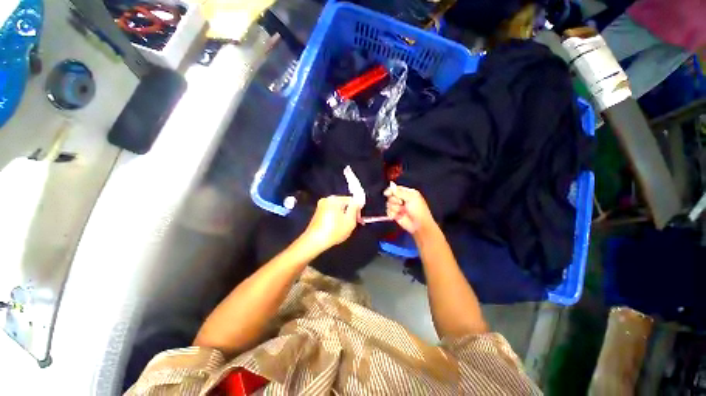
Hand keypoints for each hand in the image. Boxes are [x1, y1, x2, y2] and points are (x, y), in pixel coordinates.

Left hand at [303, 196, 361, 252]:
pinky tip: (337, 228)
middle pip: (344, 204)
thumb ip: (355, 208)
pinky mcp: (318, 214)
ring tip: (345, 227)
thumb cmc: (334, 230)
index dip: (358, 210)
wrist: (314, 241)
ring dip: (344, 216)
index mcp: (335, 199)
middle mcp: (327, 199)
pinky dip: (336, 218)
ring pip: (338, 209)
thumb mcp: (350, 220)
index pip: (352, 200)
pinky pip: (331, 213)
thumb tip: (358, 201)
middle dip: (350, 213)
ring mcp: (321, 206)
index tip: (359, 220)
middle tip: (354, 224)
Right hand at [384, 183, 434, 234]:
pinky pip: (388, 211)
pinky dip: (392, 213)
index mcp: (407, 193)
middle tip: (401, 203)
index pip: (396, 189)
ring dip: (394, 207)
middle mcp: (402, 199)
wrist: (419, 225)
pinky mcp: (395, 214)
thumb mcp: (411, 198)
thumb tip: (390, 187)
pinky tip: (397, 216)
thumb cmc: (418, 210)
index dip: (391, 190)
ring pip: (388, 204)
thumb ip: (400, 192)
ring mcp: (398, 207)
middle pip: (391, 196)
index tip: (387, 193)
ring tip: (401, 211)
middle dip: (394, 200)